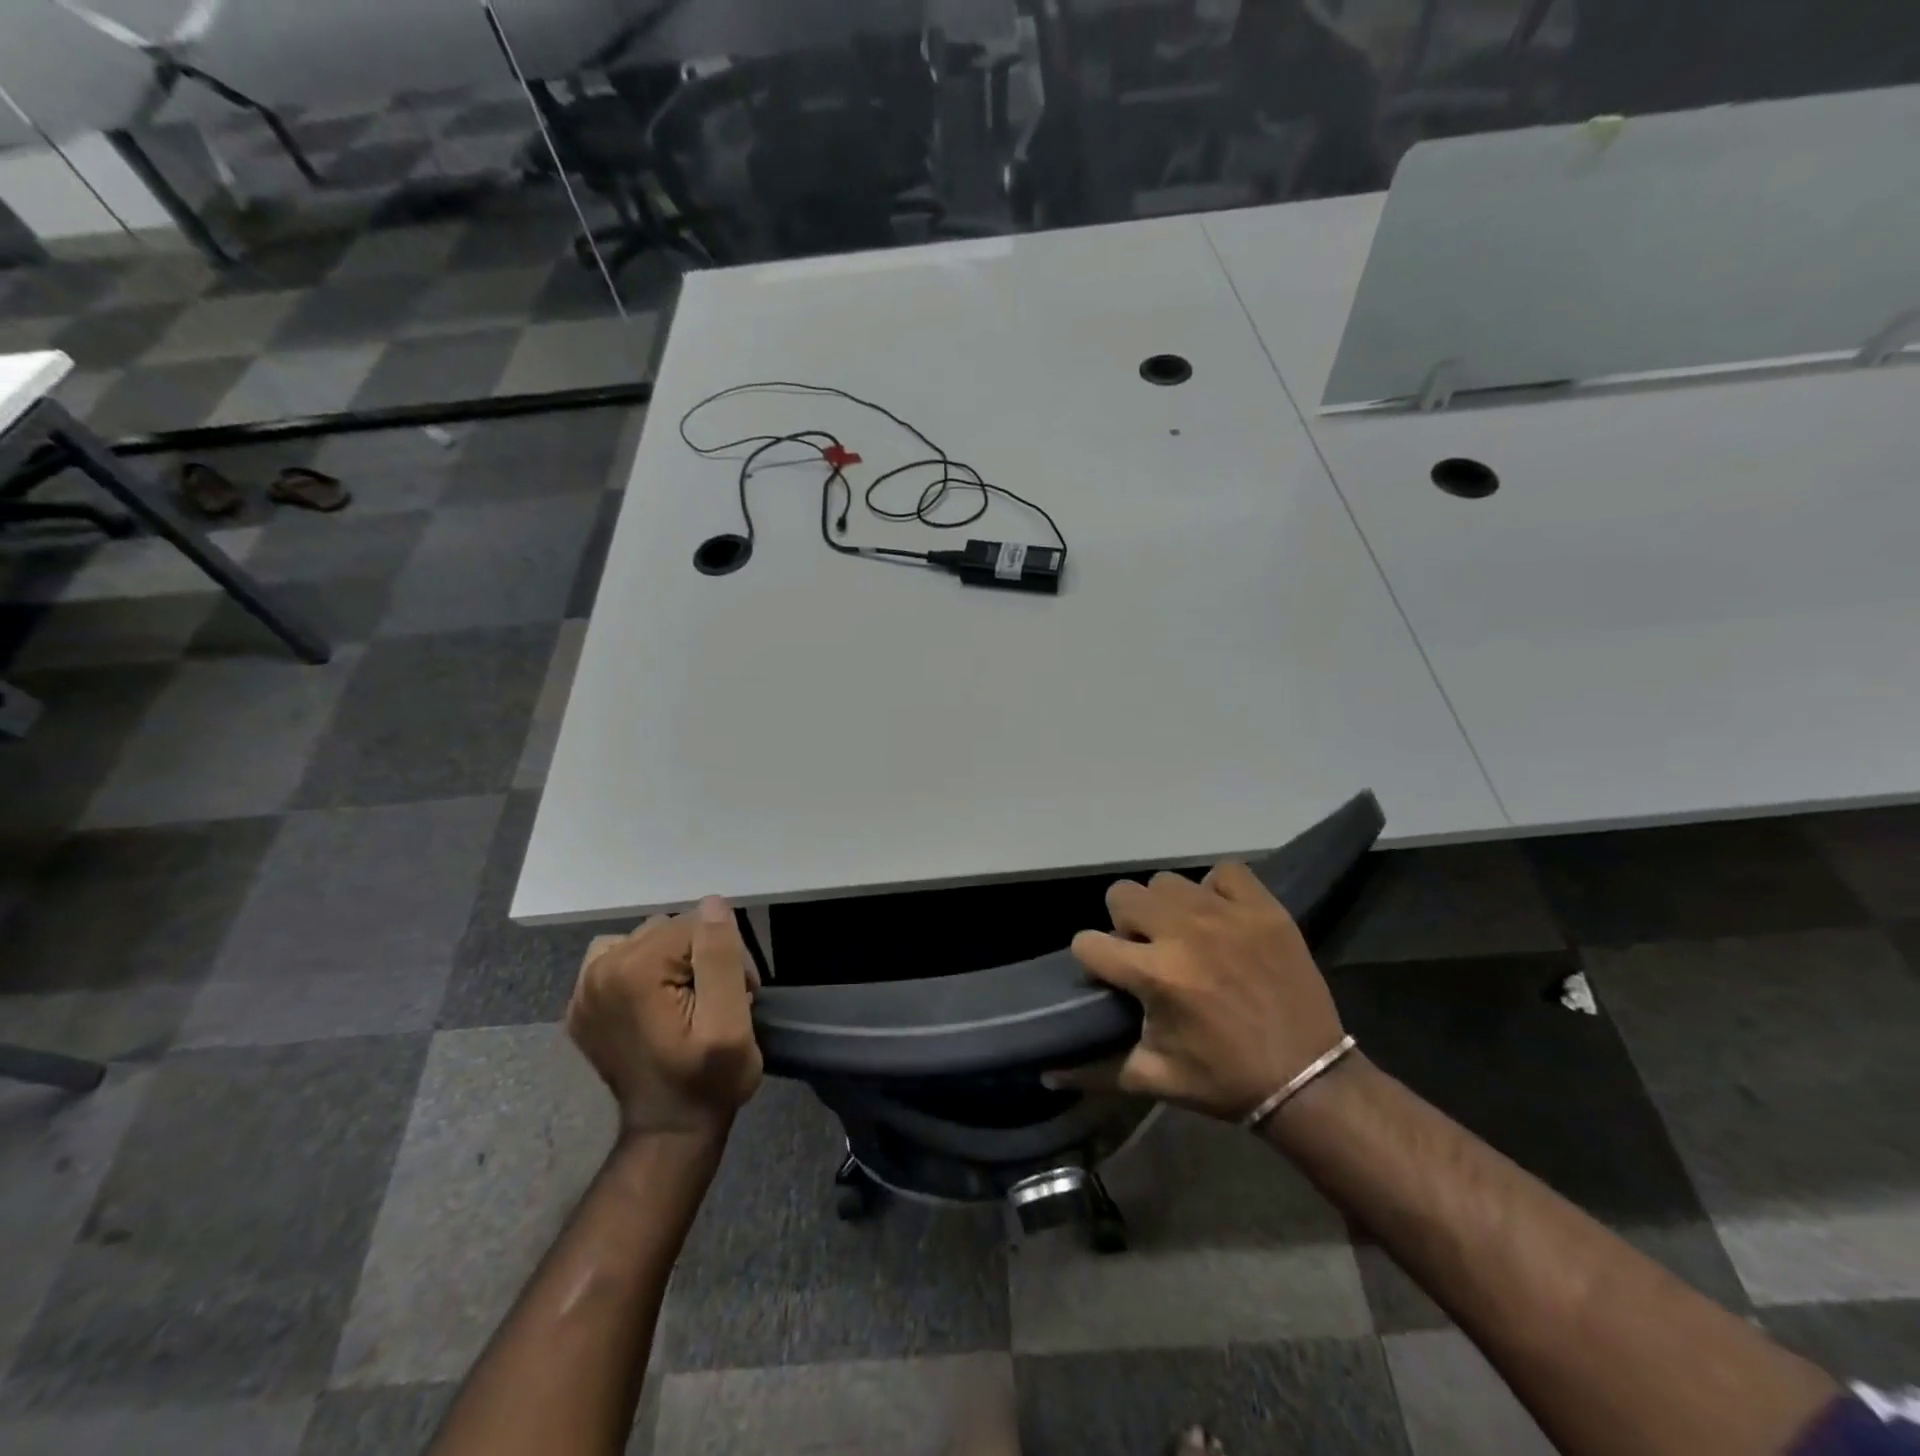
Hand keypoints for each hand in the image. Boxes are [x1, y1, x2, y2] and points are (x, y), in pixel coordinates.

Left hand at [566, 897, 763, 1138]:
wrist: (669, 1133)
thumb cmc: (709, 1081)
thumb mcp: (730, 1023)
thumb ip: (720, 958)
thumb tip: (712, 904)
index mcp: (633, 970)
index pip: (697, 924)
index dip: (728, 953)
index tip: (741, 994)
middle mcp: (598, 970)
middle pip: (671, 928)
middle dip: (703, 955)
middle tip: (719, 1001)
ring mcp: (583, 990)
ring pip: (648, 939)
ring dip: (675, 960)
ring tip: (690, 1000)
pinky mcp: (582, 1005)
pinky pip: (620, 958)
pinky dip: (643, 969)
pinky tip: (657, 1000)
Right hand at [1060, 864, 1343, 1121]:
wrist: (1310, 1080)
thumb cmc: (1224, 1080)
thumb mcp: (1154, 1080)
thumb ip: (1093, 1070)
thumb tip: (1046, 1071)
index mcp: (1155, 976)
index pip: (1088, 942)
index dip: (1092, 959)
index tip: (1109, 974)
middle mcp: (1185, 934)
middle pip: (1122, 895)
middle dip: (1125, 924)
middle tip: (1148, 951)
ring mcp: (1227, 915)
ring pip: (1167, 881)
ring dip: (1166, 907)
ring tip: (1185, 935)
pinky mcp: (1264, 908)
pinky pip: (1225, 872)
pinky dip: (1217, 890)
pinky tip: (1221, 918)